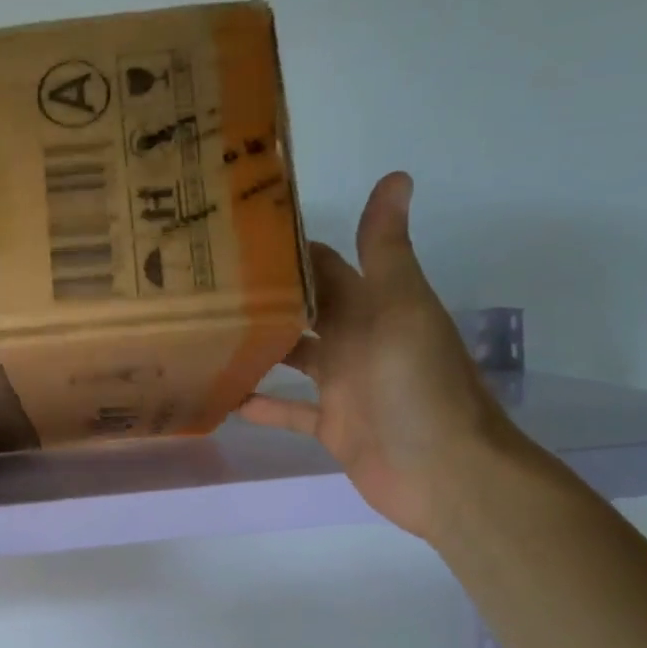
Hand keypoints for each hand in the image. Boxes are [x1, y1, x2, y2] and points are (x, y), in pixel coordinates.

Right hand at [239, 172, 516, 540]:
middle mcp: (354, 339)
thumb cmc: (420, 385)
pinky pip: (290, 411)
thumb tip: (396, 175)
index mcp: (372, 306)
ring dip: (257, 347)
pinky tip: (224, 399)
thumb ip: (386, 251)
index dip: (287, 249)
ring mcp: (342, 385)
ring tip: (203, 336)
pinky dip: (262, 406)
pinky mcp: (331, 426)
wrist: (445, 472)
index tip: (233, 237)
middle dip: (262, 296)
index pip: (324, 265)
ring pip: (291, 357)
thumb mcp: (402, 308)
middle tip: (201, 287)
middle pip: (302, 309)